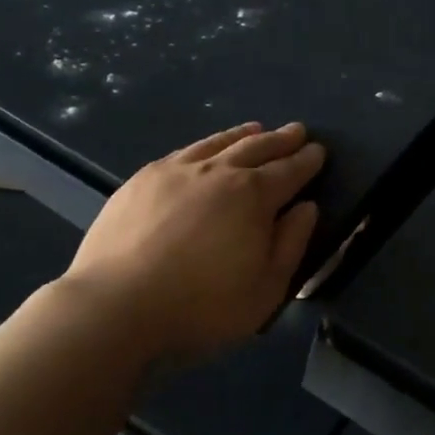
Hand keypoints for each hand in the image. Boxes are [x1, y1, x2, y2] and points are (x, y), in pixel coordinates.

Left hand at [63, 122, 323, 361]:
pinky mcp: (142, 179)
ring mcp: (176, 171)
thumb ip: (291, 244)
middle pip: (257, 148)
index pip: (289, 171)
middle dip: (281, 140)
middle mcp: (218, 172)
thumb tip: (307, 207)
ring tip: (257, 128)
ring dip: (243, 135)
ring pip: (218, 143)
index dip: (307, 161)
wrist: (115, 306)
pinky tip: (204, 150)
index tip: (318, 151)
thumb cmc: (201, 306)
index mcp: (253, 197)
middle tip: (297, 131)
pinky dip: (206, 145)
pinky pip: (184, 151)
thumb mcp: (265, 290)